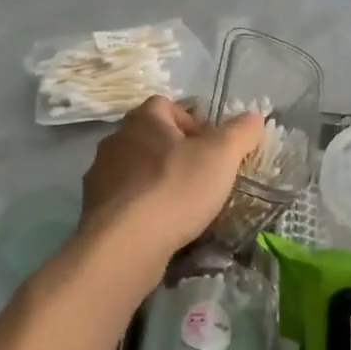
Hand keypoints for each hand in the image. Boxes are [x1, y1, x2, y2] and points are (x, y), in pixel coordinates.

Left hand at [77, 97, 265, 266]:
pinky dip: (142, 207)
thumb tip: (255, 116)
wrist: (126, 243)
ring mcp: (99, 175)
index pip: (166, 105)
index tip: (211, 148)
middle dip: (175, 153)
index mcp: (142, 120)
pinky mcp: (95, 208)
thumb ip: (240, 132)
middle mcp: (115, 140)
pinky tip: (159, 226)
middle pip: (150, 138)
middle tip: (201, 177)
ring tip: (182, 206)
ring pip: (136, 170)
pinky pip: (124, 199)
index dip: (192, 122)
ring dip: (157, 181)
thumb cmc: (176, 188)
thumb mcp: (221, 156)